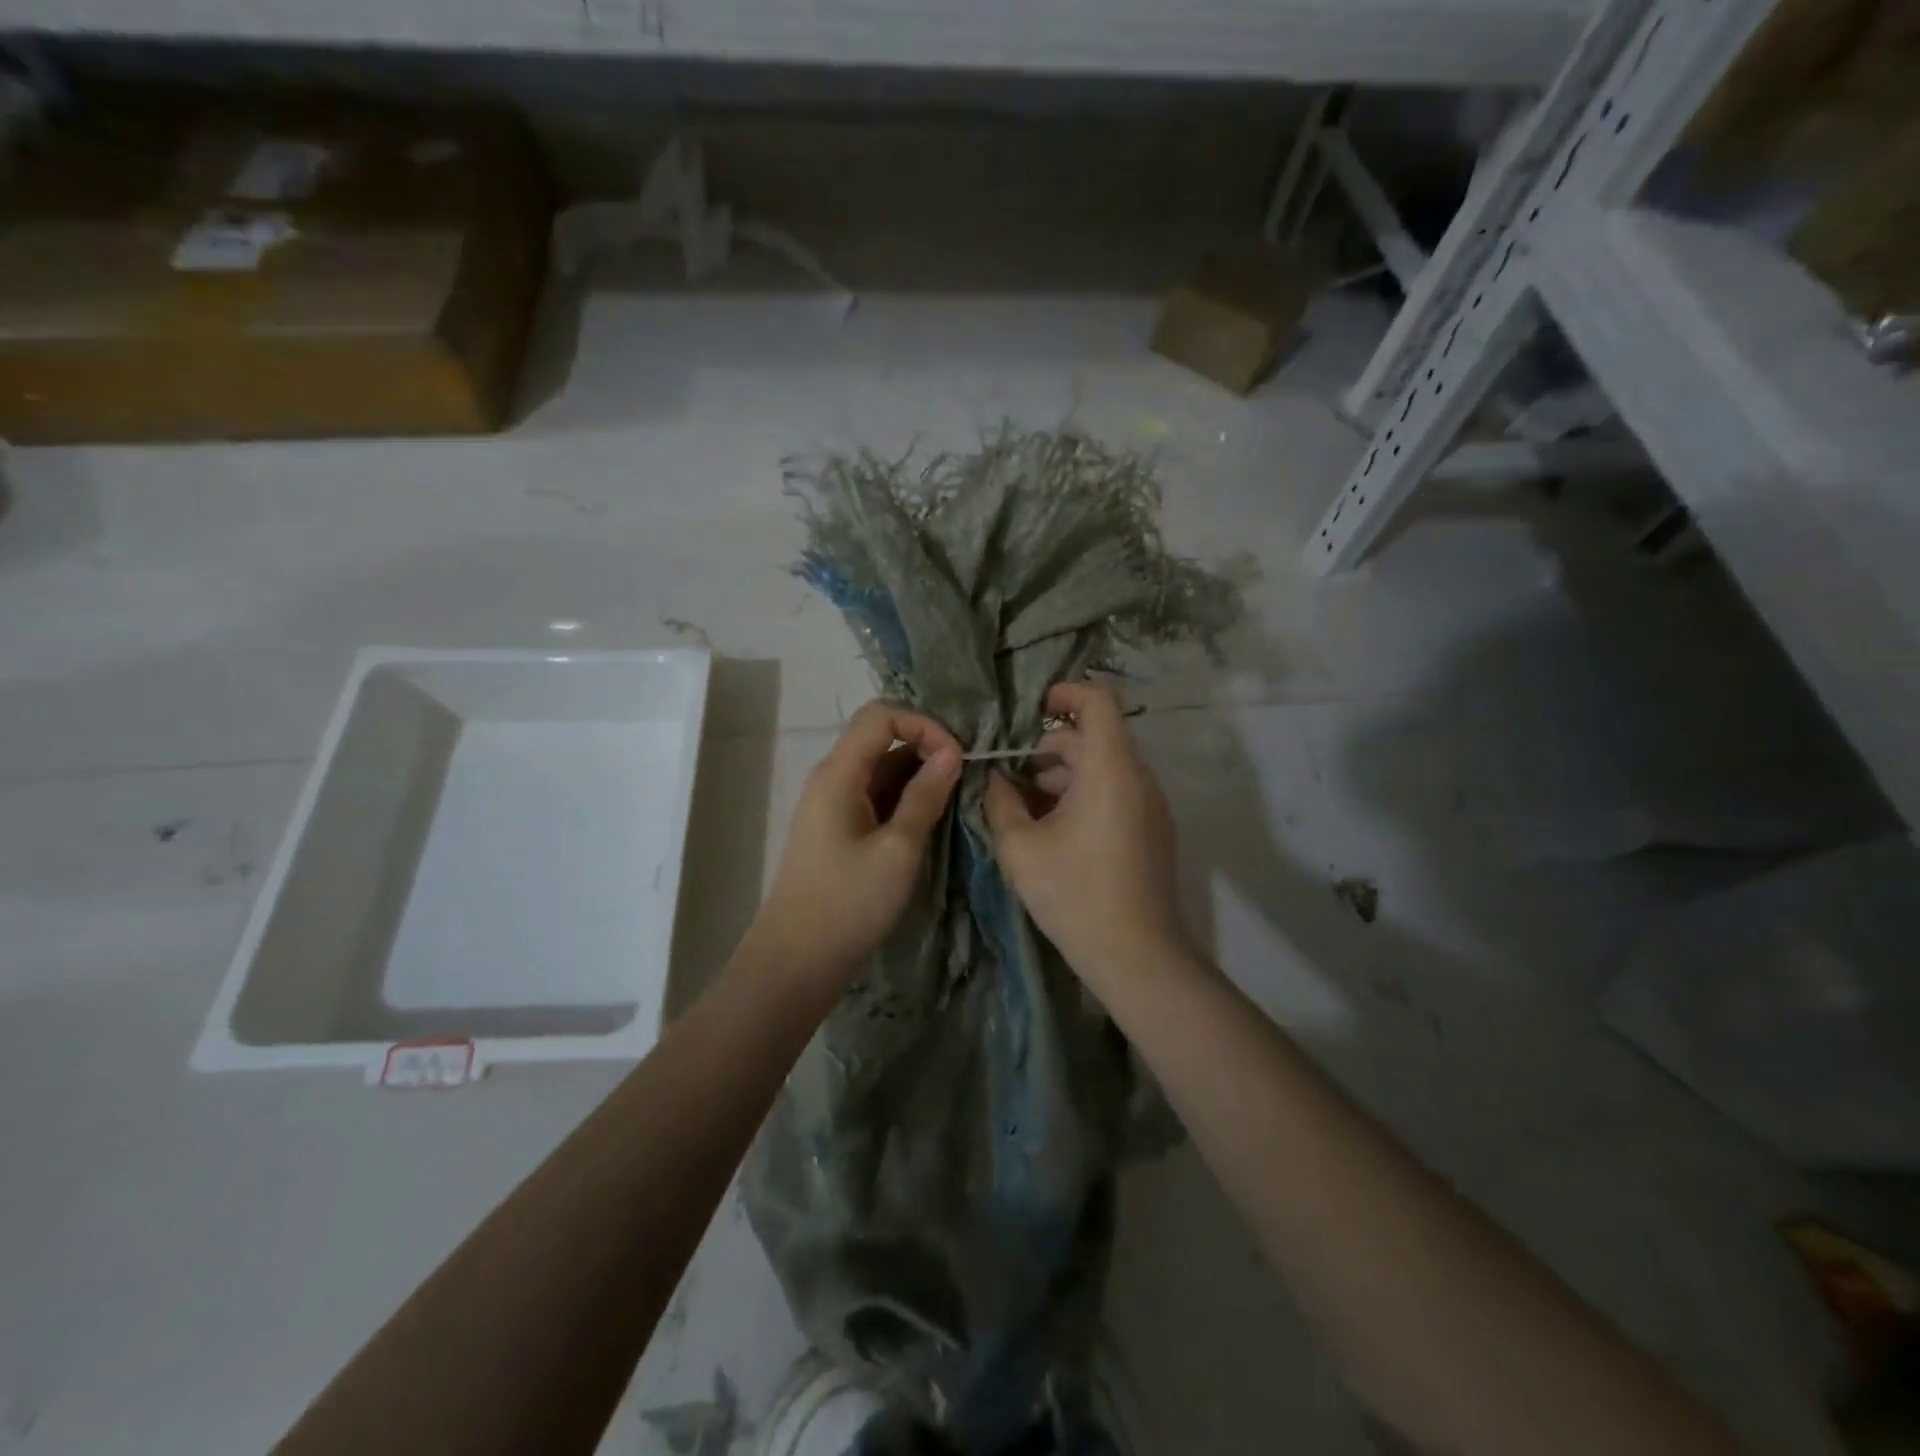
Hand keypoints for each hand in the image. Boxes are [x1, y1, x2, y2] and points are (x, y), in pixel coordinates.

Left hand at [751, 700, 961, 984]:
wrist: (797, 960)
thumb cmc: (849, 903)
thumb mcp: (898, 848)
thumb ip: (925, 795)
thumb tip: (952, 753)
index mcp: (839, 773)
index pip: (881, 715)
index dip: (923, 725)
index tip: (957, 758)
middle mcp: (832, 778)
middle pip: (881, 738)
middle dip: (926, 748)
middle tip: (964, 779)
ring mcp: (833, 804)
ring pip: (881, 769)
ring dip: (918, 777)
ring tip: (953, 803)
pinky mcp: (838, 829)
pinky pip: (875, 796)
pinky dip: (904, 799)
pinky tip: (928, 822)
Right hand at [984, 682, 1189, 976]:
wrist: (1136, 954)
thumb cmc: (1074, 893)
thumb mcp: (1020, 847)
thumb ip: (1000, 802)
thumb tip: (994, 778)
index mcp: (1110, 768)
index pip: (1098, 700)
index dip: (1065, 692)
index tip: (1031, 710)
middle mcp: (1138, 777)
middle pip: (1096, 736)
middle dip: (1051, 746)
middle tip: (1012, 774)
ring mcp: (1151, 805)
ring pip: (1105, 767)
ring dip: (1065, 774)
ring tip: (1025, 805)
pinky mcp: (1153, 830)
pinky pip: (1117, 792)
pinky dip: (1085, 794)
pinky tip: (1054, 830)